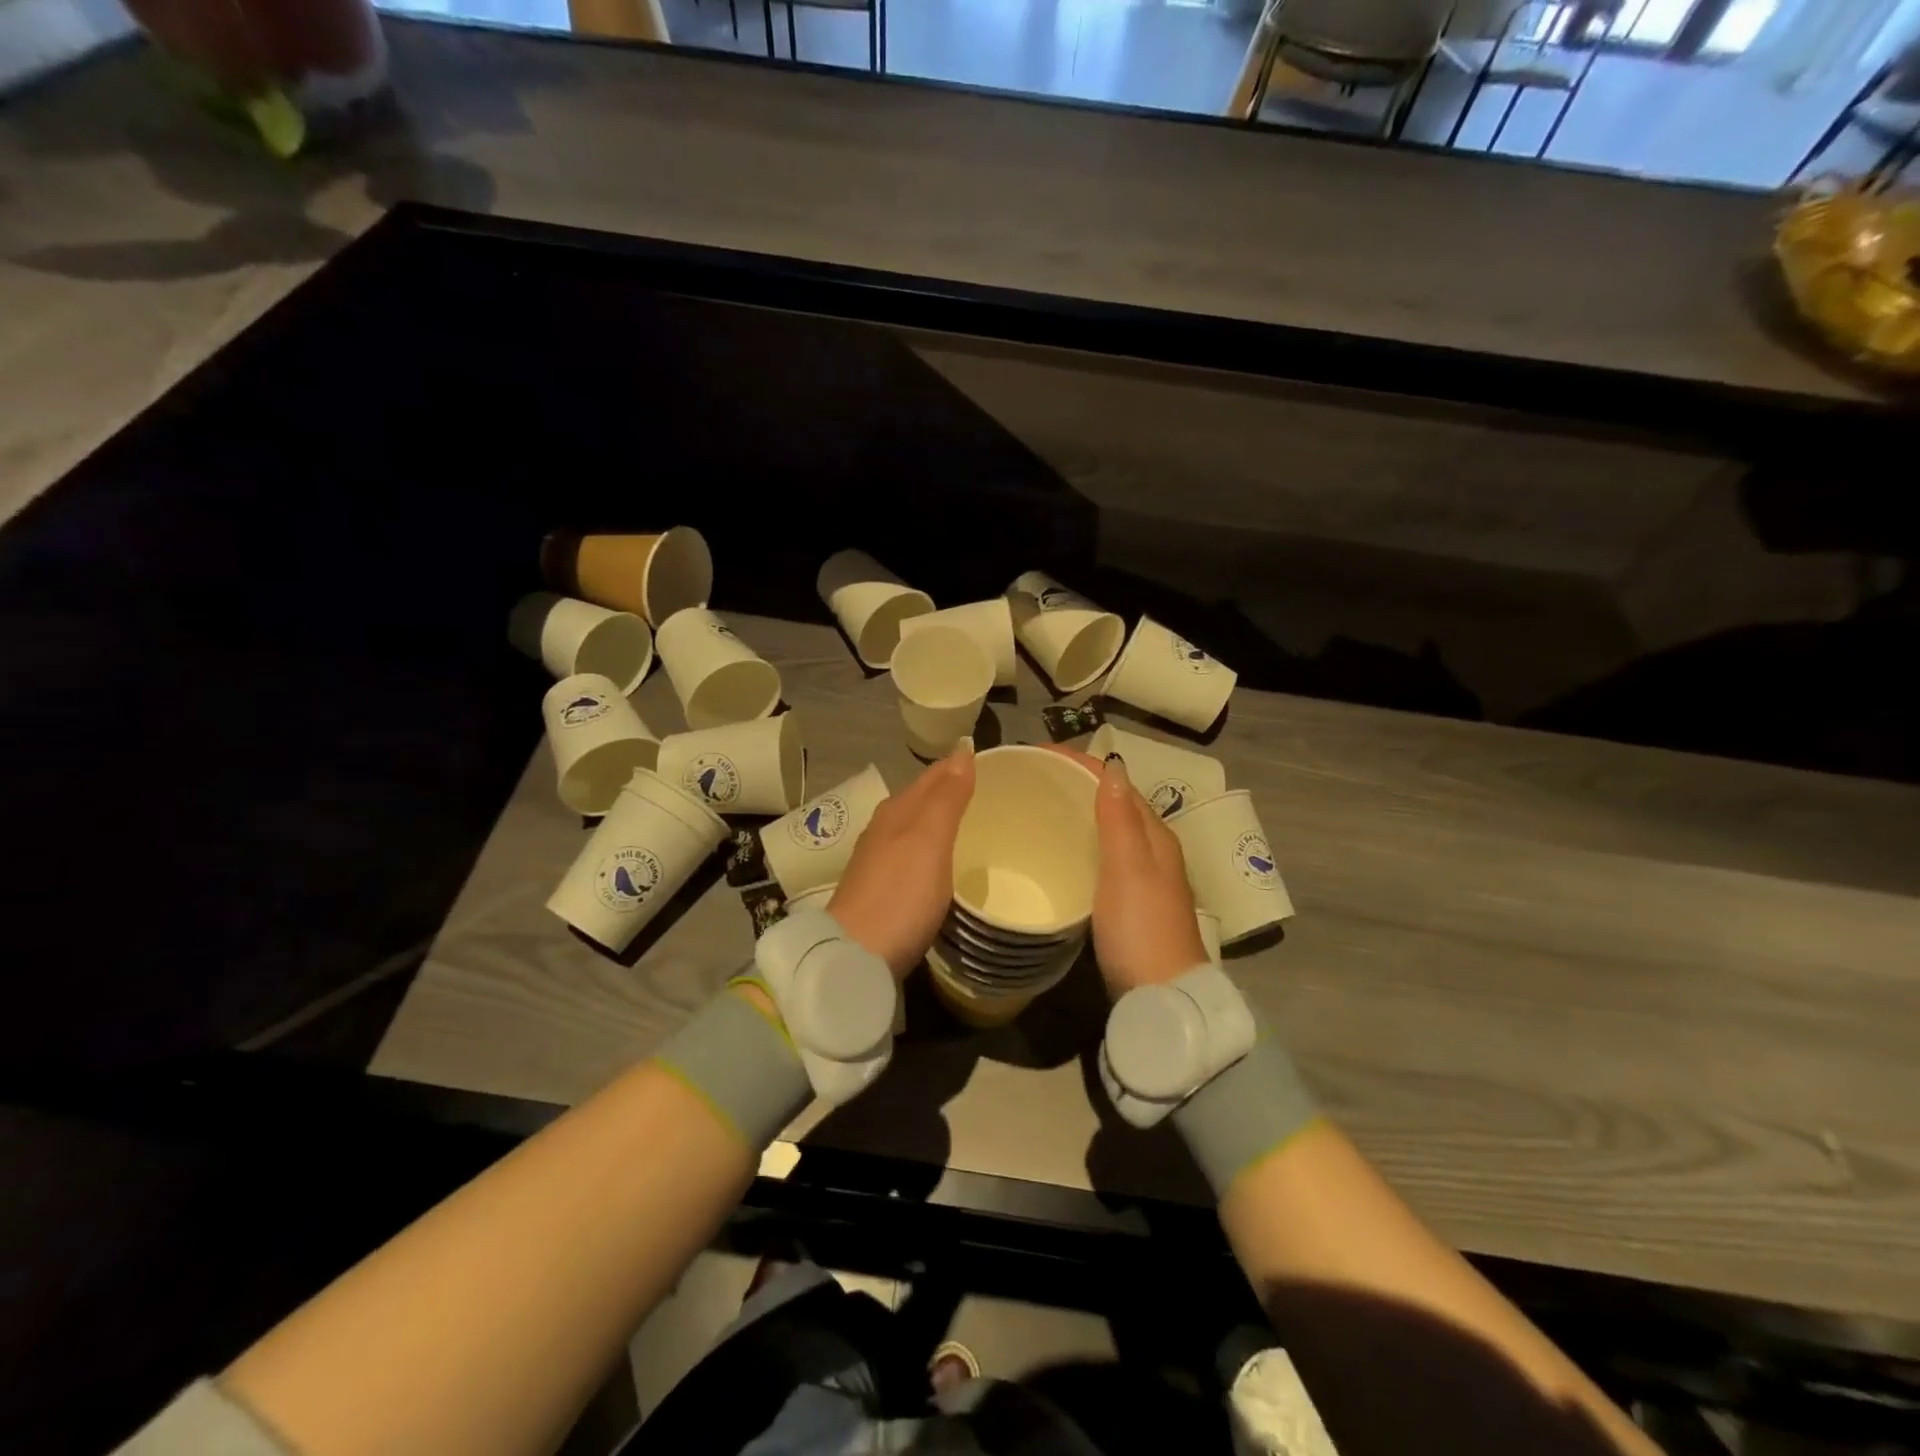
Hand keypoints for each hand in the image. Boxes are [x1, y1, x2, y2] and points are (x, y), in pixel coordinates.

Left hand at [828, 743, 975, 976]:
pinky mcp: (881, 890)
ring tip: (977, 829)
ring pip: (917, 828)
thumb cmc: (899, 895)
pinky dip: (934, 852)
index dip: (961, 767)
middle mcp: (884, 828)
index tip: (996, 768)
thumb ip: (947, 798)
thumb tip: (962, 751)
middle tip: (996, 798)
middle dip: (954, 793)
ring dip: (943, 824)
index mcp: (897, 810)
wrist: (854, 957)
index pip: (934, 775)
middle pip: (923, 800)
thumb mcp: (929, 841)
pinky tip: (947, 866)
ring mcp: (879, 860)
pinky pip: (913, 856)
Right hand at [1052, 747, 1206, 999]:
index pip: (1116, 783)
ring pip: (1105, 830)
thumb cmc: (1142, 928)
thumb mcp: (1128, 869)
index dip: (1080, 763)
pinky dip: (1078, 844)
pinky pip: (1098, 857)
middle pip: (1111, 803)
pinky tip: (1054, 853)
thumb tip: (1111, 764)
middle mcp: (1150, 850)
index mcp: (1154, 835)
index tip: (1036, 754)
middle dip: (1075, 784)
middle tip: (1028, 778)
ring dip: (1076, 813)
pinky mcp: (1125, 903)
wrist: (1161, 997)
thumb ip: (1119, 818)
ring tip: (1035, 807)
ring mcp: (1139, 878)